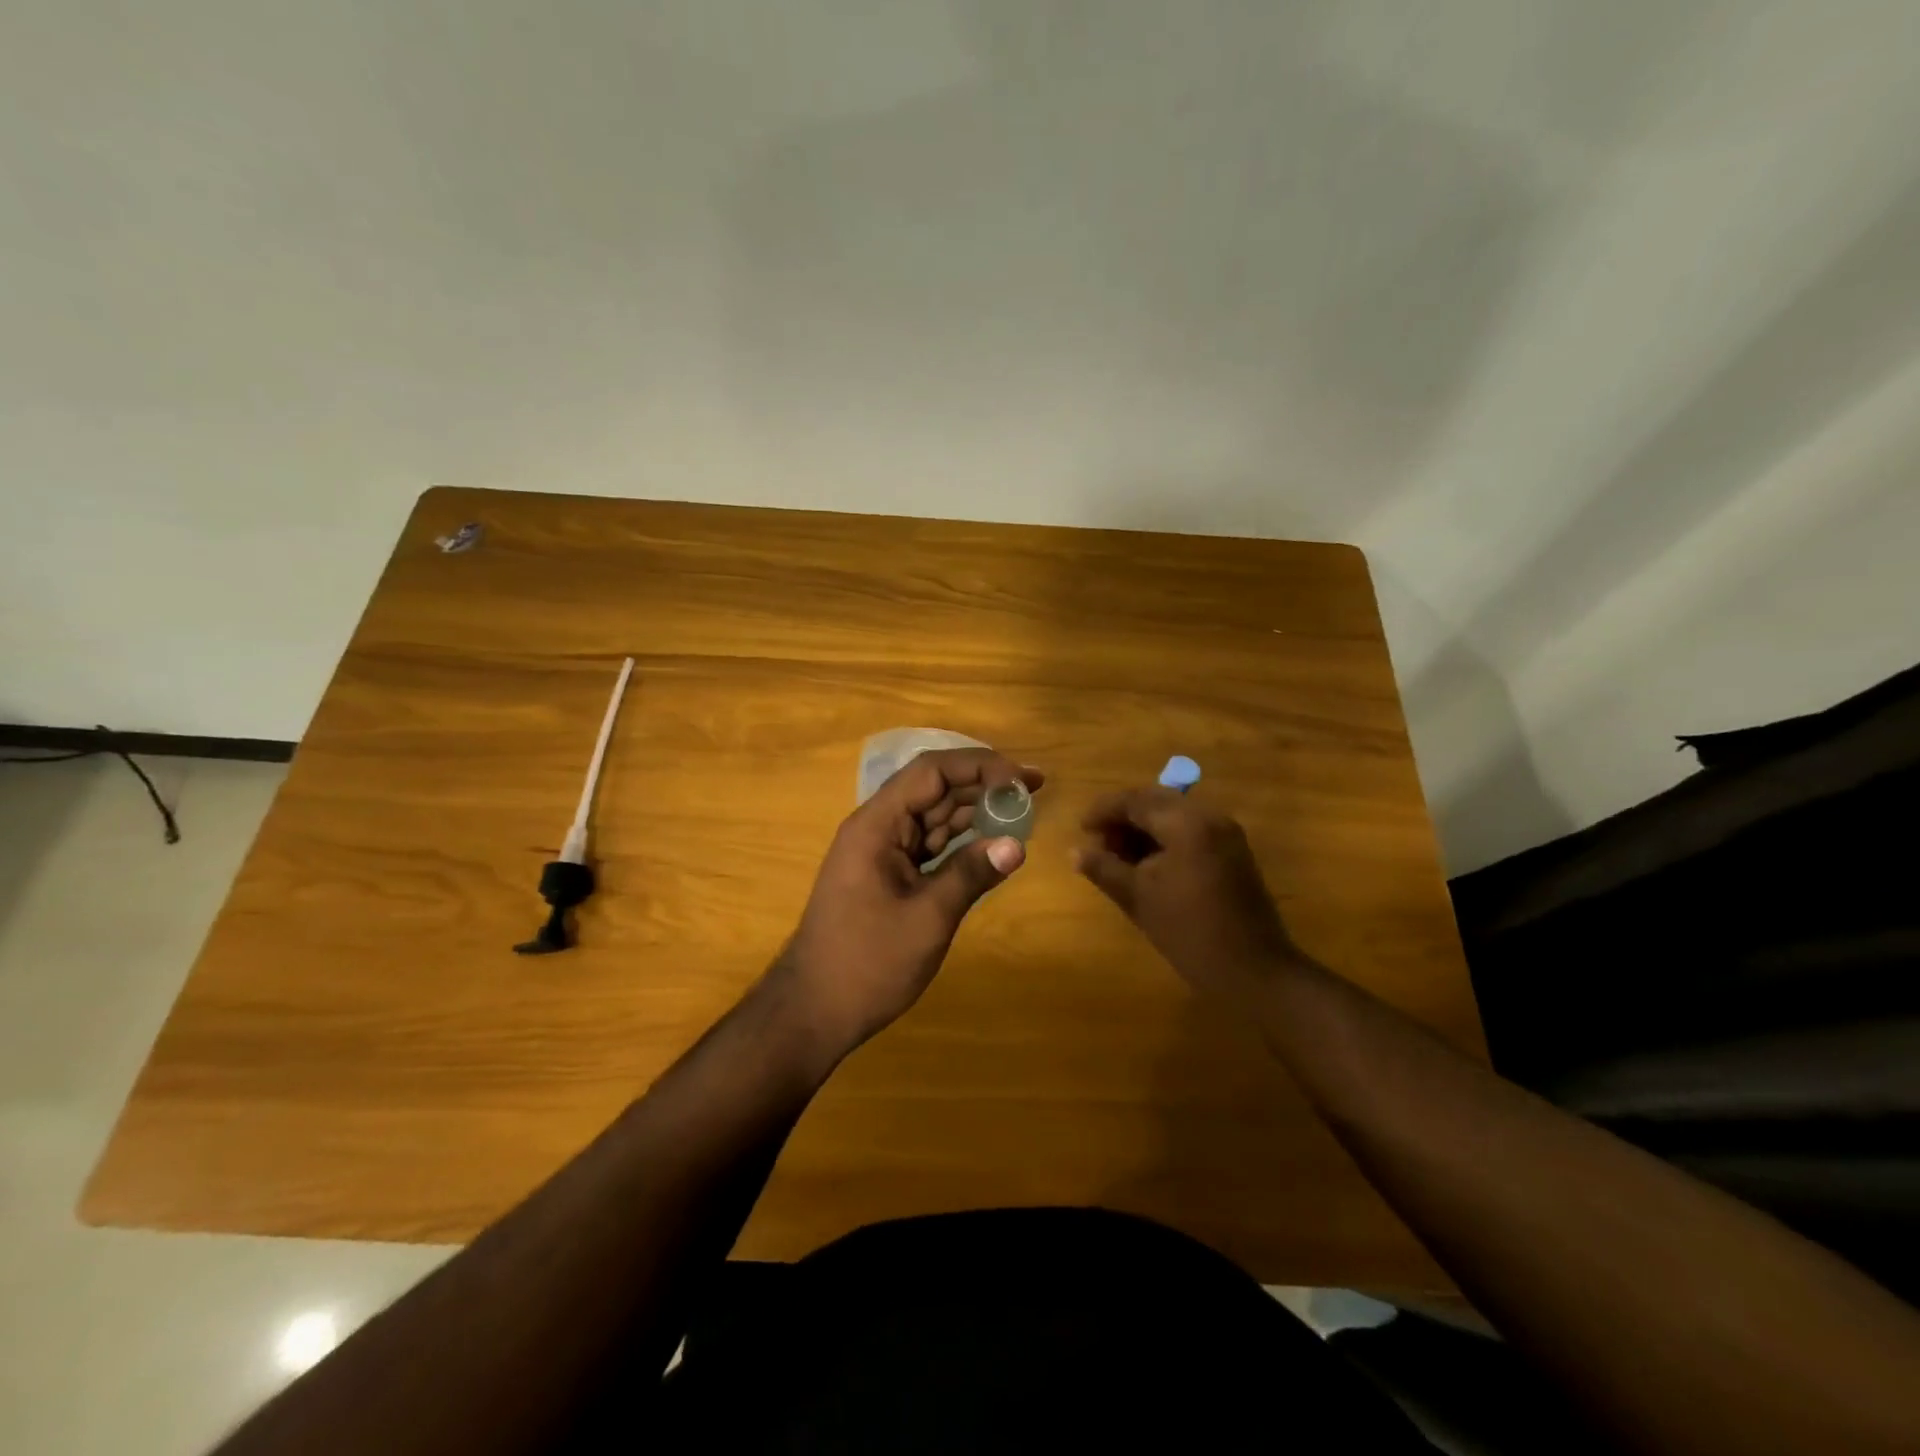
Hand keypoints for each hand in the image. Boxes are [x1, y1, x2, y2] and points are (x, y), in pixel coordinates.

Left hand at [774, 748, 1043, 1057]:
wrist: (814, 1010)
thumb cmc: (867, 963)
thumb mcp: (927, 918)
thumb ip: (971, 874)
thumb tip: (1017, 844)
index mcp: (877, 825)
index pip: (931, 772)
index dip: (979, 765)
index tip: (1022, 779)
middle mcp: (878, 828)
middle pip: (934, 789)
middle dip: (984, 783)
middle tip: (1035, 788)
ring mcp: (882, 852)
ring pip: (934, 816)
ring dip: (976, 810)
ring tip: (1022, 810)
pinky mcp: (889, 874)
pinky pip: (930, 844)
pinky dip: (962, 840)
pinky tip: (992, 842)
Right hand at [1073, 787, 1301, 998]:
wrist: (1253, 970)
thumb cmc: (1189, 932)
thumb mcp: (1138, 898)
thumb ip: (1104, 868)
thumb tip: (1075, 851)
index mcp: (1186, 822)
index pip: (1135, 800)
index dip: (1103, 811)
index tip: (1080, 829)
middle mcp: (1209, 817)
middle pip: (1155, 801)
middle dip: (1123, 817)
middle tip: (1098, 842)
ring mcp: (1225, 833)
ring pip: (1173, 815)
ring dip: (1143, 828)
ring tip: (1117, 856)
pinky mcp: (1232, 852)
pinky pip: (1190, 831)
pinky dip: (1164, 839)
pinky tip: (1146, 864)